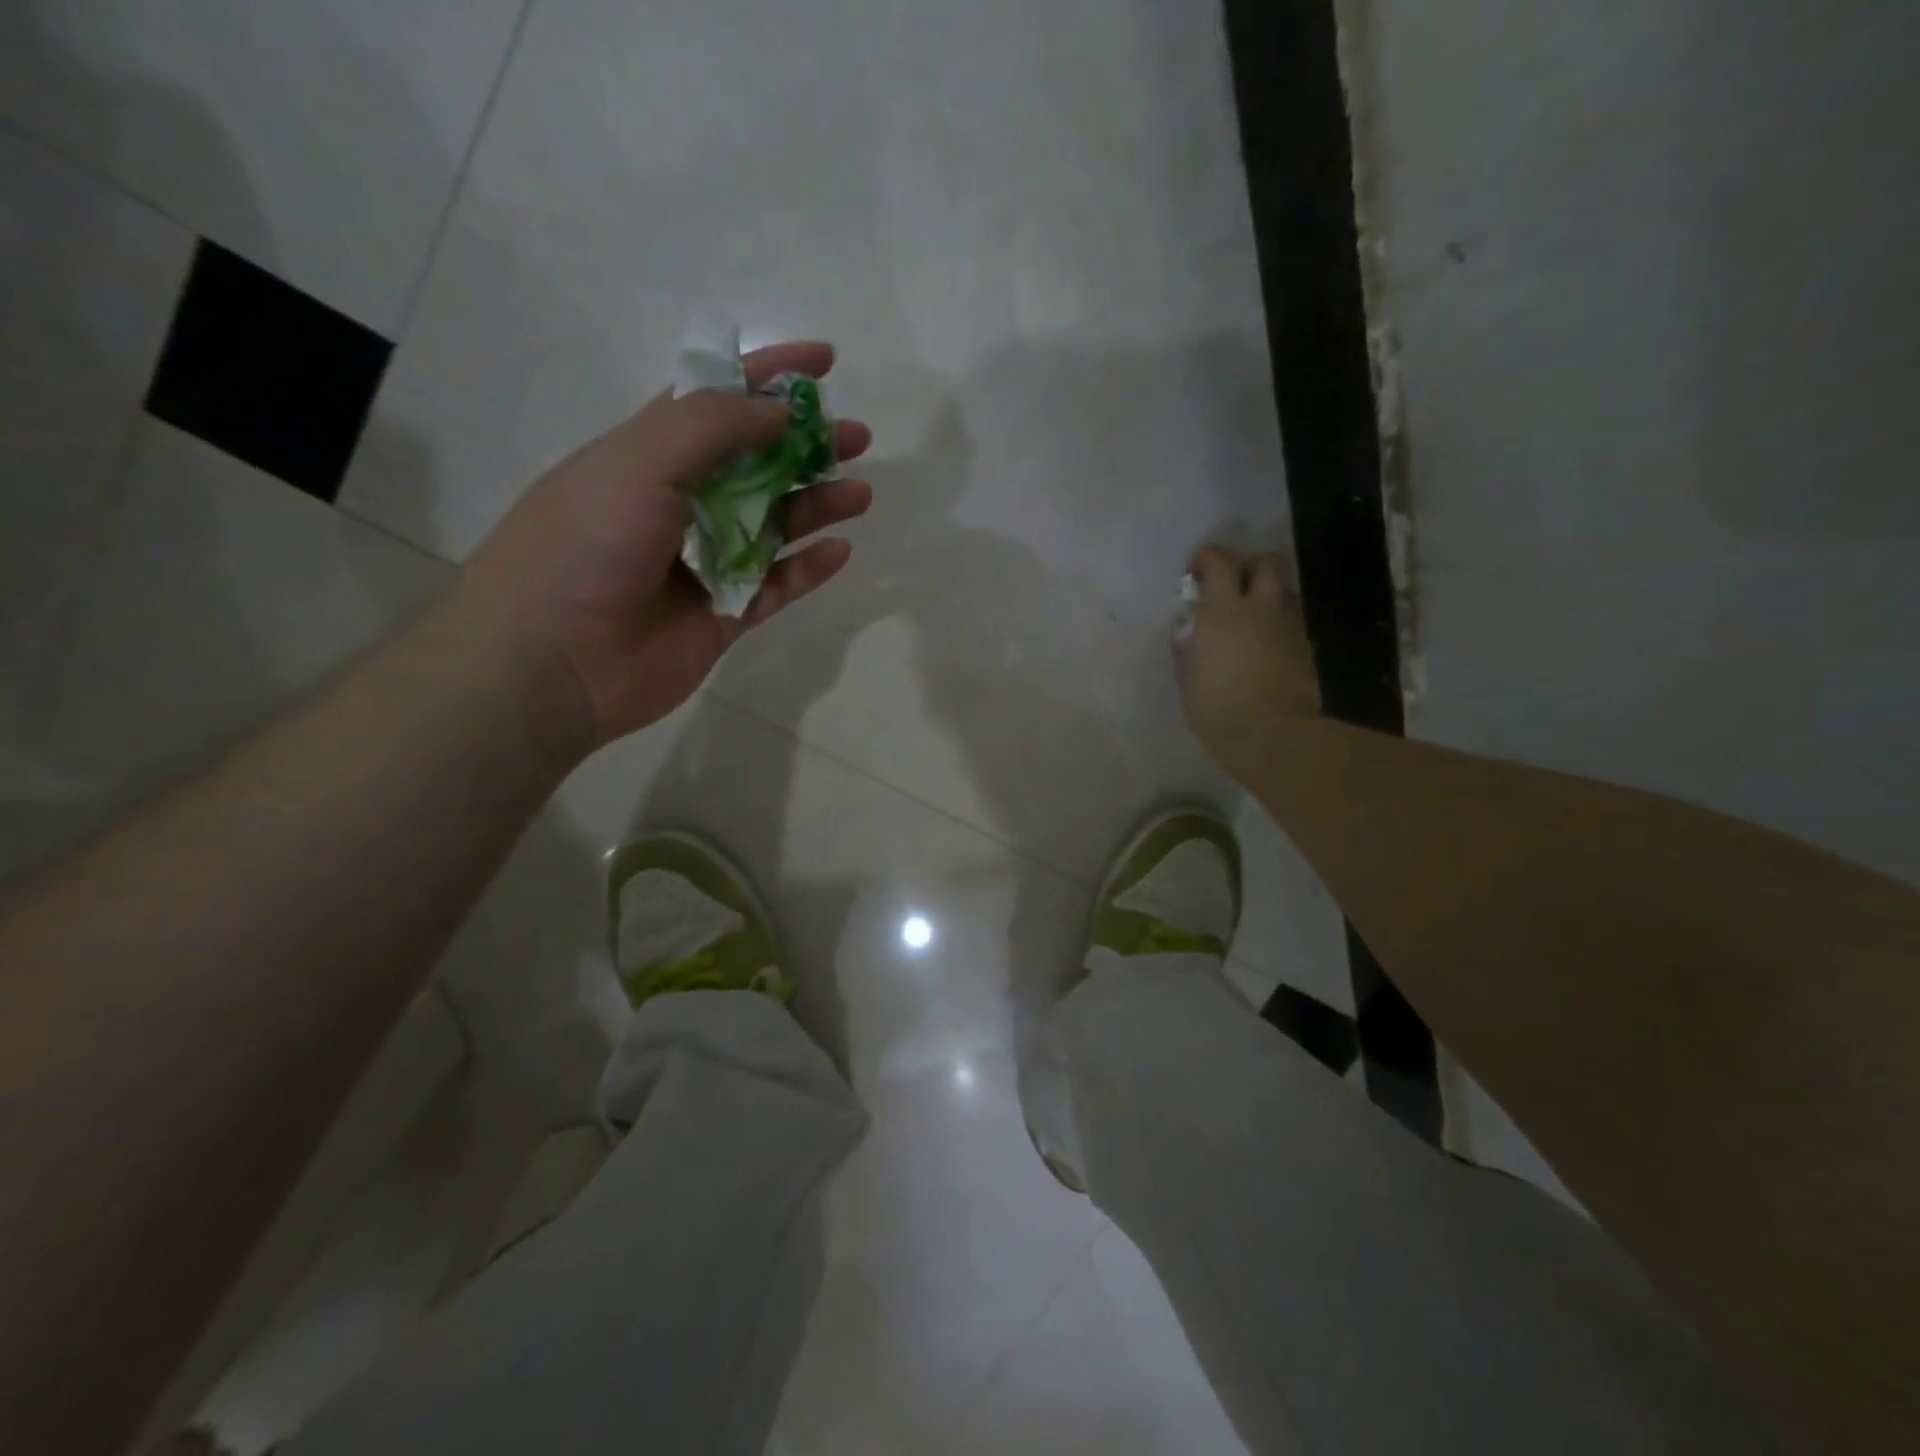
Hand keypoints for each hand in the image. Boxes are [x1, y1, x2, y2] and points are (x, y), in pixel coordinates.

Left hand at [454, 341, 872, 763]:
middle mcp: (680, 504)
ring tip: (860, 495)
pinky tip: (839, 551)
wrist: (552, 661)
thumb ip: (713, 427)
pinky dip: (809, 569)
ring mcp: (705, 563)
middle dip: (806, 445)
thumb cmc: (585, 544)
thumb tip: (778, 409)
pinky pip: (777, 586)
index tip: (825, 361)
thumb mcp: (639, 461)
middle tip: (857, 438)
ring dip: (817, 505)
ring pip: (775, 526)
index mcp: (648, 455)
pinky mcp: (724, 615)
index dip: (768, 375)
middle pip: (757, 463)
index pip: (715, 399)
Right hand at [1175, 547, 1319, 772]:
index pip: (1219, 561)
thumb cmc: (1217, 708)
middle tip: (1232, 589)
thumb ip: (1186, 648)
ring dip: (1268, 595)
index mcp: (1223, 611)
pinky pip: (1292, 621)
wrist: (1272, 734)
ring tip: (1250, 620)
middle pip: (1267, 562)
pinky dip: (1278, 625)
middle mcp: (1261, 608)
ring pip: (1285, 590)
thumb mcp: (1187, 679)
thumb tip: (1186, 631)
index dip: (1206, 559)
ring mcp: (1289, 626)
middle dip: (1249, 567)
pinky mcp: (1306, 648)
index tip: (1194, 574)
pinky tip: (1265, 648)